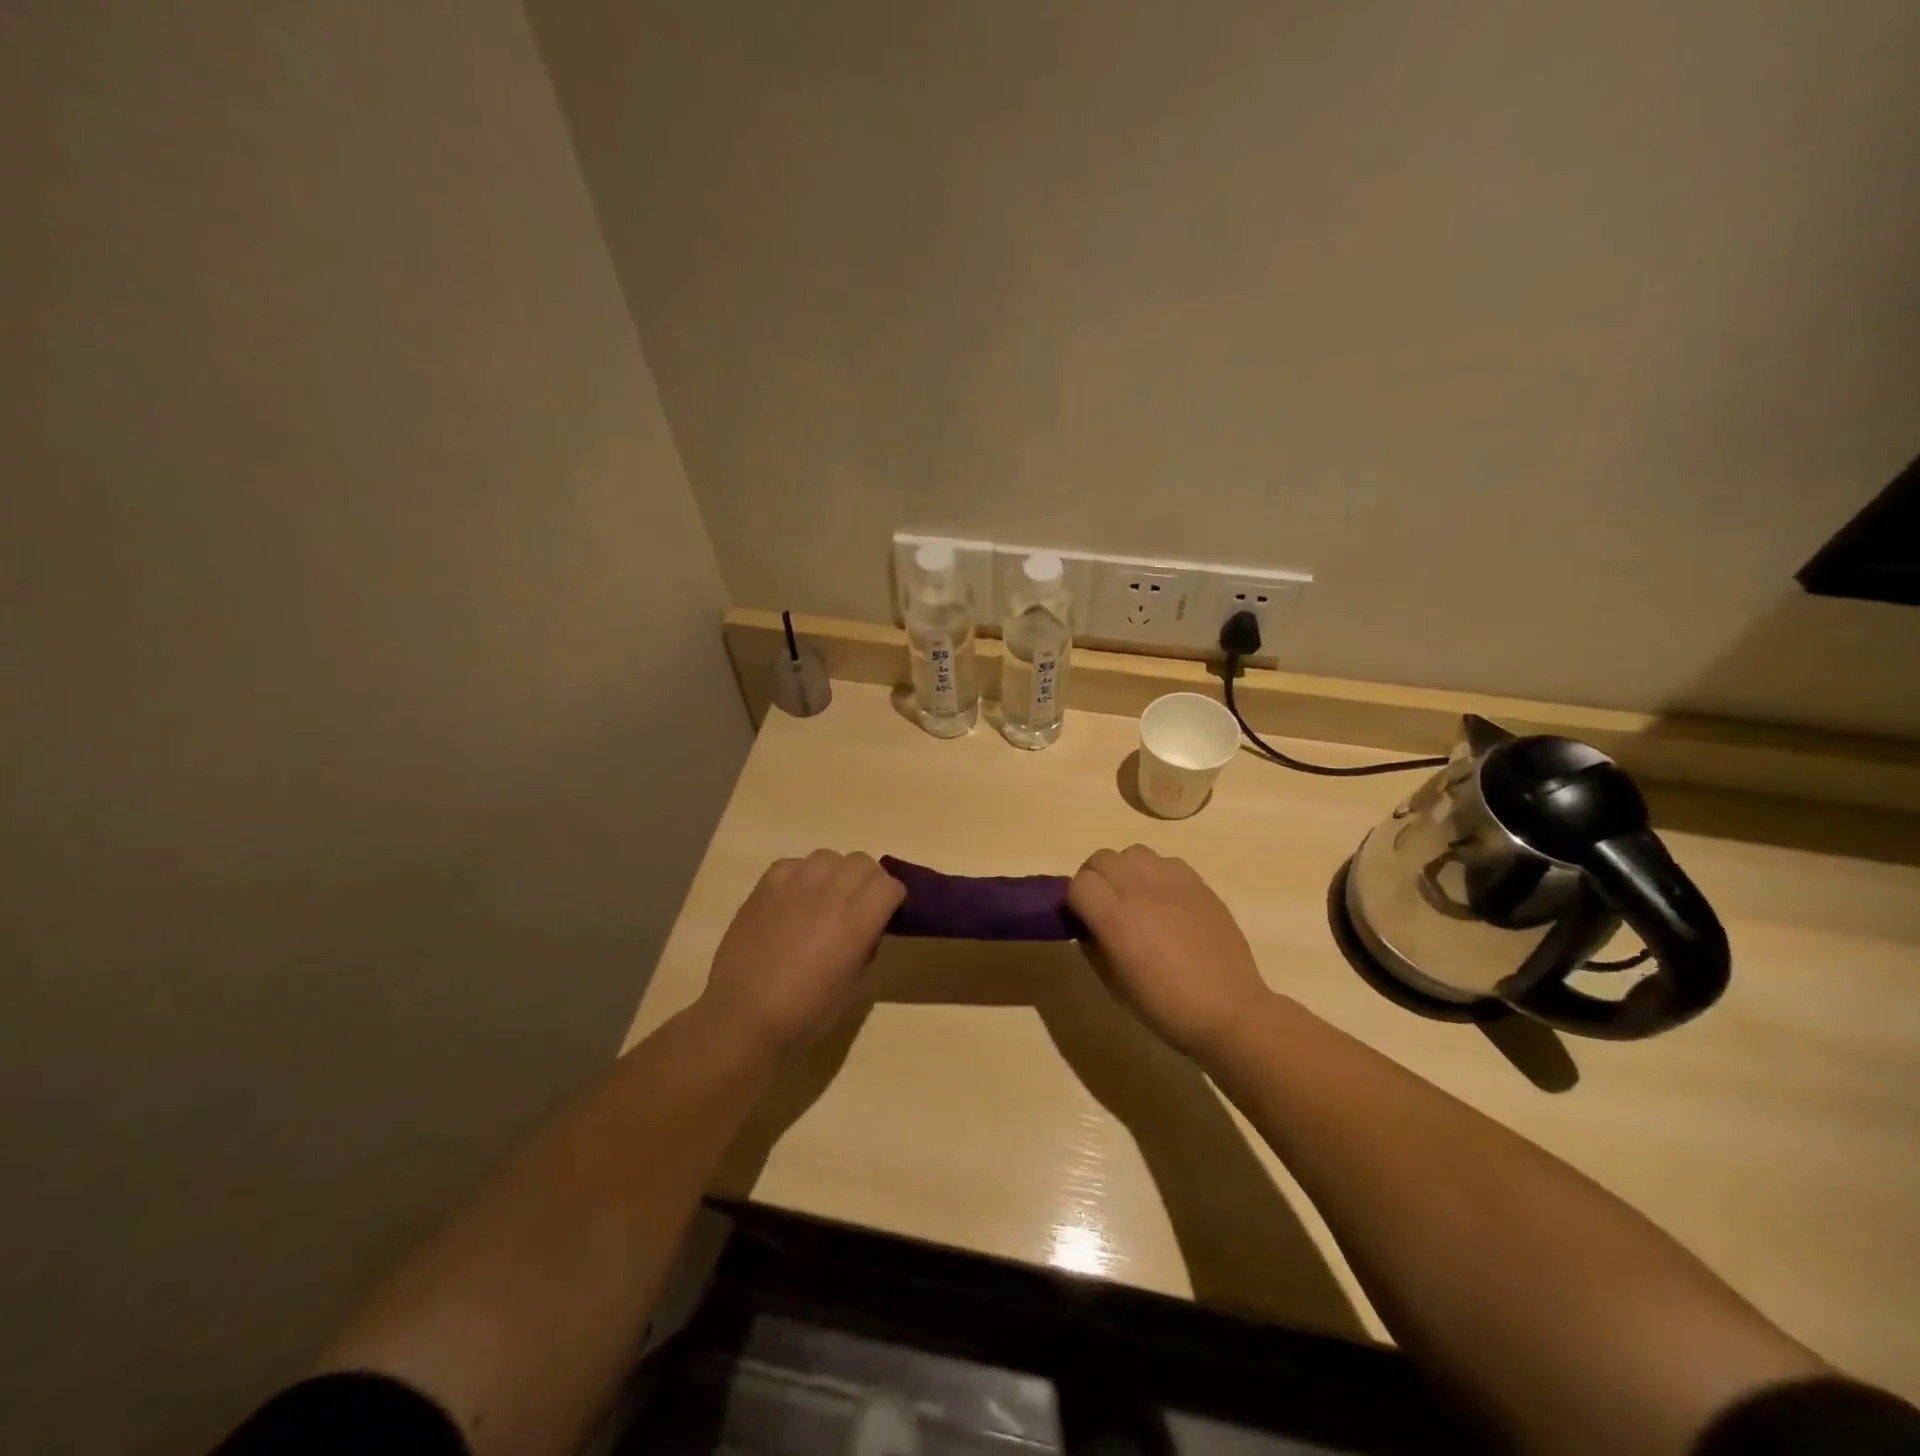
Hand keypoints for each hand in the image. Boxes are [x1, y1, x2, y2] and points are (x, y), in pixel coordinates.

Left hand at [699, 850, 904, 1056]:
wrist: (745, 1016)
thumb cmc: (807, 1012)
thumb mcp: (854, 983)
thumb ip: (867, 942)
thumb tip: (868, 924)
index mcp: (857, 921)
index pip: (890, 885)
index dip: (892, 898)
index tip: (886, 913)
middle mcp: (830, 893)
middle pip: (862, 862)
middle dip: (868, 881)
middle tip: (858, 904)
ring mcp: (795, 885)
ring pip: (828, 857)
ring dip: (834, 873)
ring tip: (825, 897)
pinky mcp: (765, 887)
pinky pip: (792, 864)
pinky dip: (801, 875)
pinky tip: (794, 899)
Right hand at [1068, 845, 1274, 1061]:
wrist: (1229, 1011)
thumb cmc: (1166, 1007)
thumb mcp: (1114, 984)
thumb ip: (1093, 945)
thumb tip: (1087, 923)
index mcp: (1116, 919)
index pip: (1079, 883)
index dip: (1075, 899)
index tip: (1082, 918)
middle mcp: (1140, 891)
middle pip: (1102, 858)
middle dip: (1095, 878)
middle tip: (1104, 904)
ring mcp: (1173, 883)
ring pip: (1133, 853)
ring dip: (1125, 870)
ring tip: (1134, 895)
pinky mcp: (1199, 883)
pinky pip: (1166, 861)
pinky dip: (1156, 873)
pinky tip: (1164, 899)